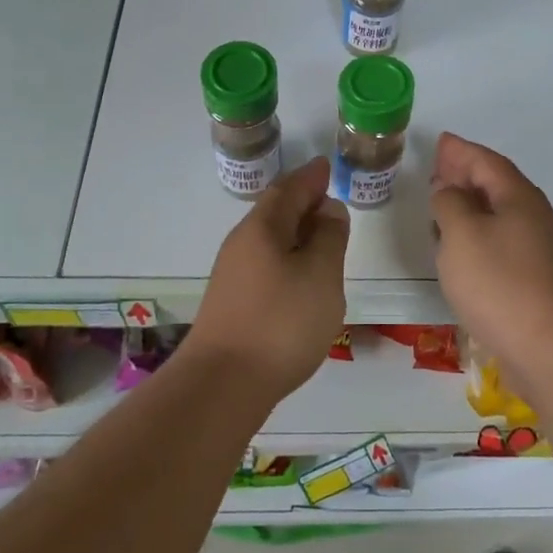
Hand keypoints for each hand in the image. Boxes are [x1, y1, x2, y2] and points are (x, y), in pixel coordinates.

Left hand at [186, 158, 349, 399]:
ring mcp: (233, 275)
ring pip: (269, 239)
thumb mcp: (320, 274)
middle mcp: (242, 244)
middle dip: (302, 202)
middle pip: (275, 212)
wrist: (223, 385)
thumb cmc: (281, 322)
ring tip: (322, 238)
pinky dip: (287, 257)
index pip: (289, 190)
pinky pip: (265, 263)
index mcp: (263, 228)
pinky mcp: (232, 303)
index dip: (311, 177)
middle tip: (328, 199)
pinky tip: (300, 277)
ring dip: (295, 232)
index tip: (326, 167)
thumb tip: (328, 210)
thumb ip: (329, 237)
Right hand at [430, 132, 552, 368]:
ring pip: (498, 215)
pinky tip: (462, 248)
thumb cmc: (499, 282)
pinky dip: (477, 234)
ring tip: (443, 205)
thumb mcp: (462, 234)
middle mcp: (532, 217)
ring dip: (470, 205)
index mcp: (517, 197)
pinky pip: (500, 241)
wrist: (550, 348)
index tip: (441, 142)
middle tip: (438, 168)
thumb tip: (449, 190)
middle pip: (495, 185)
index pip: (485, 162)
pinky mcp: (534, 279)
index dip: (461, 151)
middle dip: (465, 174)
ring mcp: (537, 249)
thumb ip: (450, 203)